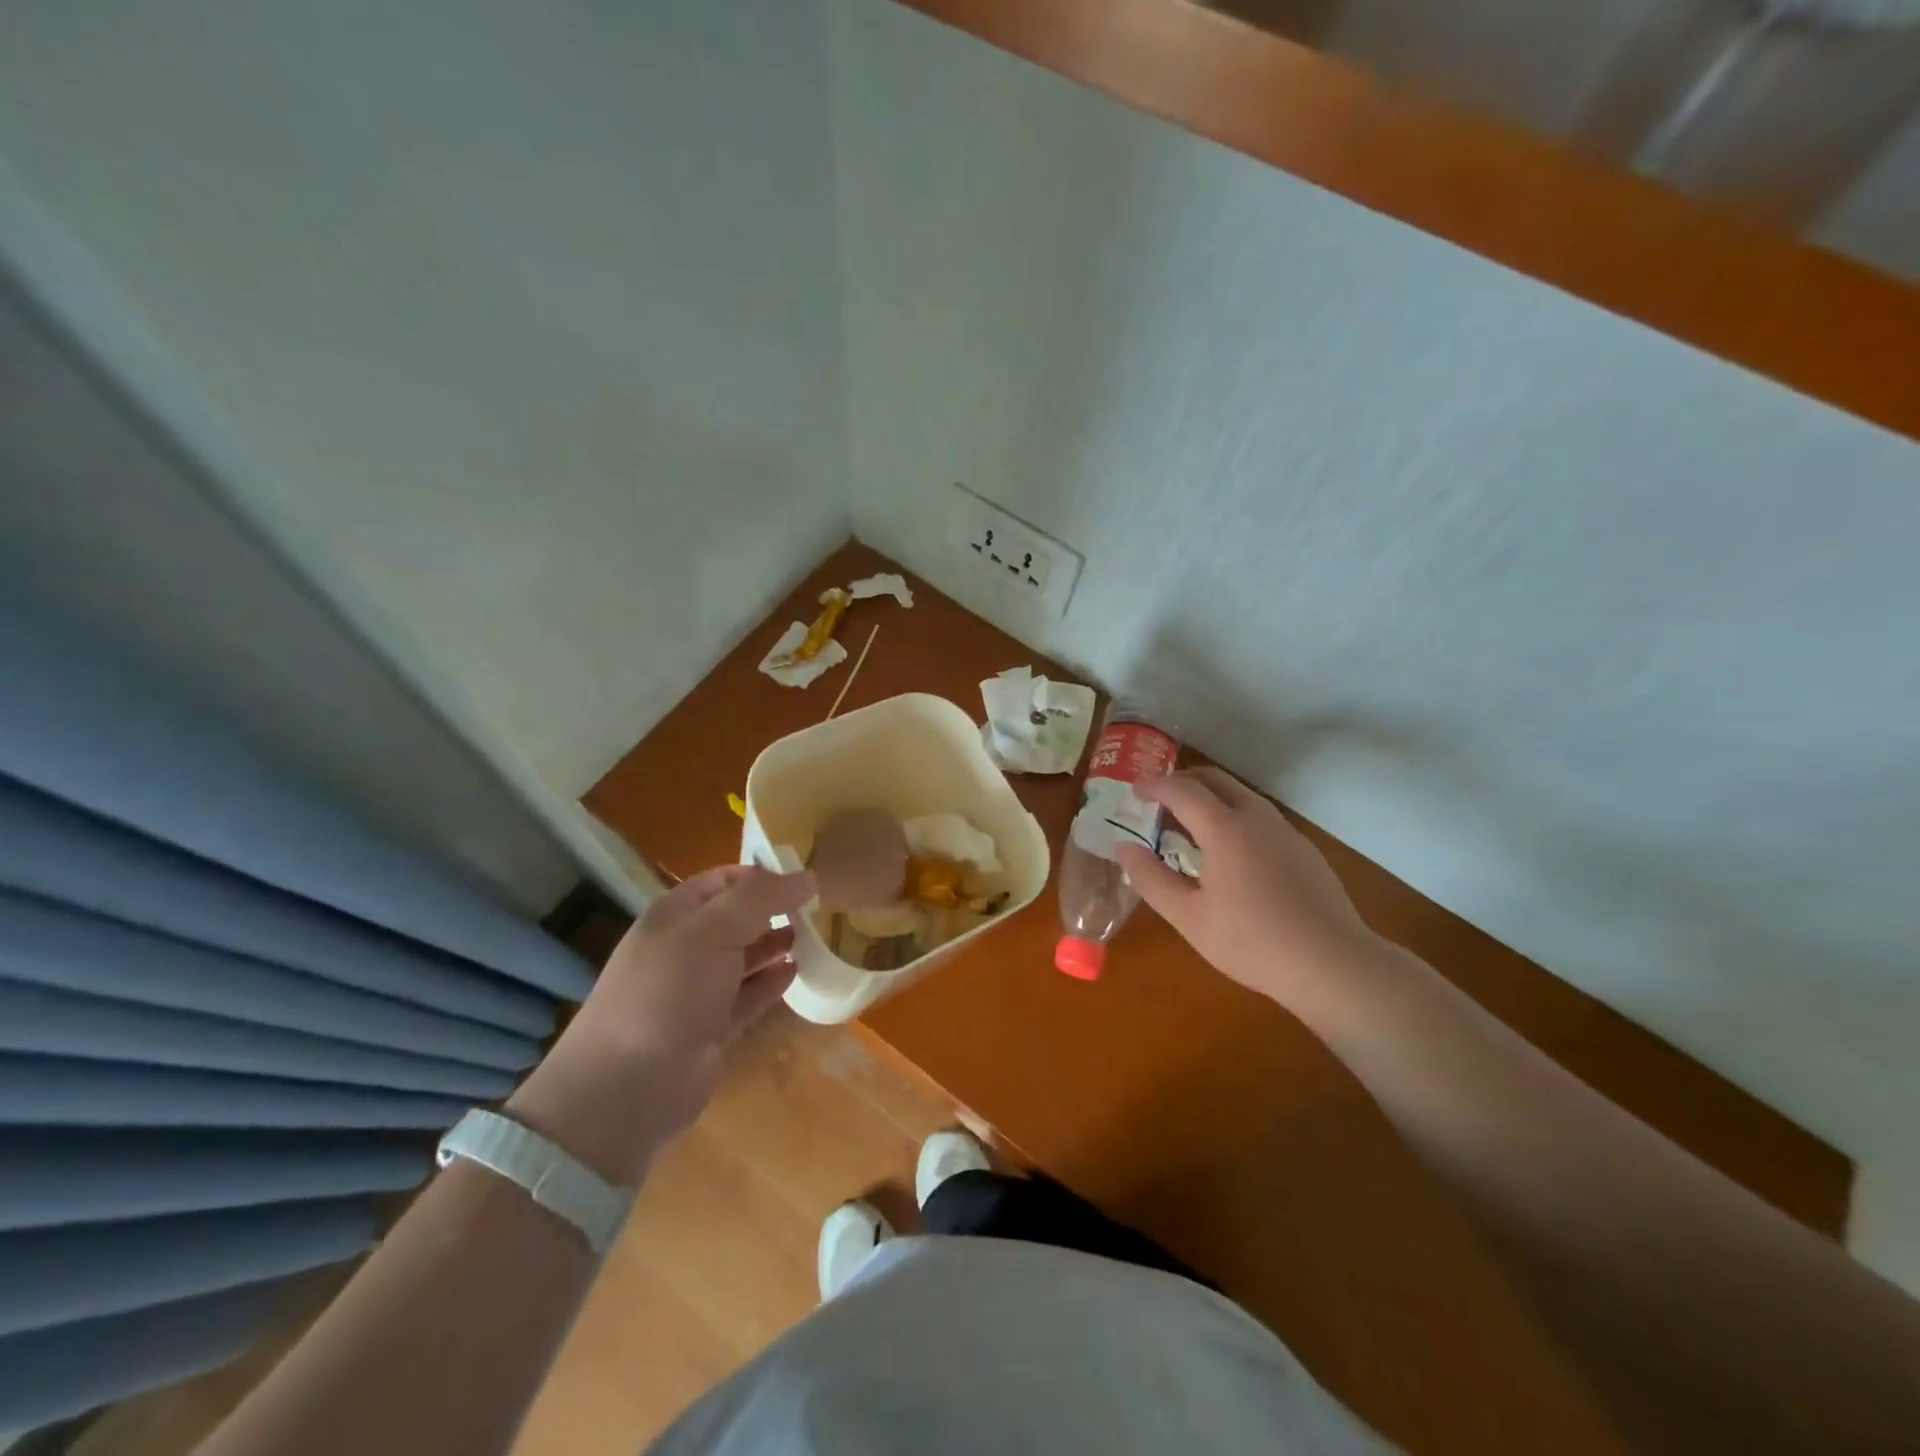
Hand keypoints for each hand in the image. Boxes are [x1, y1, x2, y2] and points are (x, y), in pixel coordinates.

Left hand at [507, 865, 813, 1183]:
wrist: (628, 1087)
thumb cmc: (668, 991)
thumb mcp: (713, 930)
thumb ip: (761, 898)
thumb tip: (809, 876)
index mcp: (675, 916)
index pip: (723, 880)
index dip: (761, 875)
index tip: (804, 878)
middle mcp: (685, 948)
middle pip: (737, 918)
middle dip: (774, 910)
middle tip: (818, 908)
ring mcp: (697, 991)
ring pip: (744, 957)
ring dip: (776, 945)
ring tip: (815, 937)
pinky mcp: (711, 1028)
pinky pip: (748, 996)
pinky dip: (772, 983)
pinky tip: (796, 972)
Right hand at [1114, 768, 1386, 1016]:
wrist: (1332, 964)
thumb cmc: (1252, 941)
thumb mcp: (1189, 917)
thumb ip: (1151, 879)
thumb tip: (1123, 848)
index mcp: (1225, 828)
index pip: (1182, 790)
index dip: (1154, 785)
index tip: (1134, 791)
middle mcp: (1256, 818)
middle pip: (1215, 780)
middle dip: (1182, 780)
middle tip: (1158, 798)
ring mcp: (1285, 831)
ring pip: (1242, 795)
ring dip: (1210, 797)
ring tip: (1189, 824)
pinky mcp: (1304, 849)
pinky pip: (1260, 817)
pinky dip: (1234, 815)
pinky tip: (1229, 852)